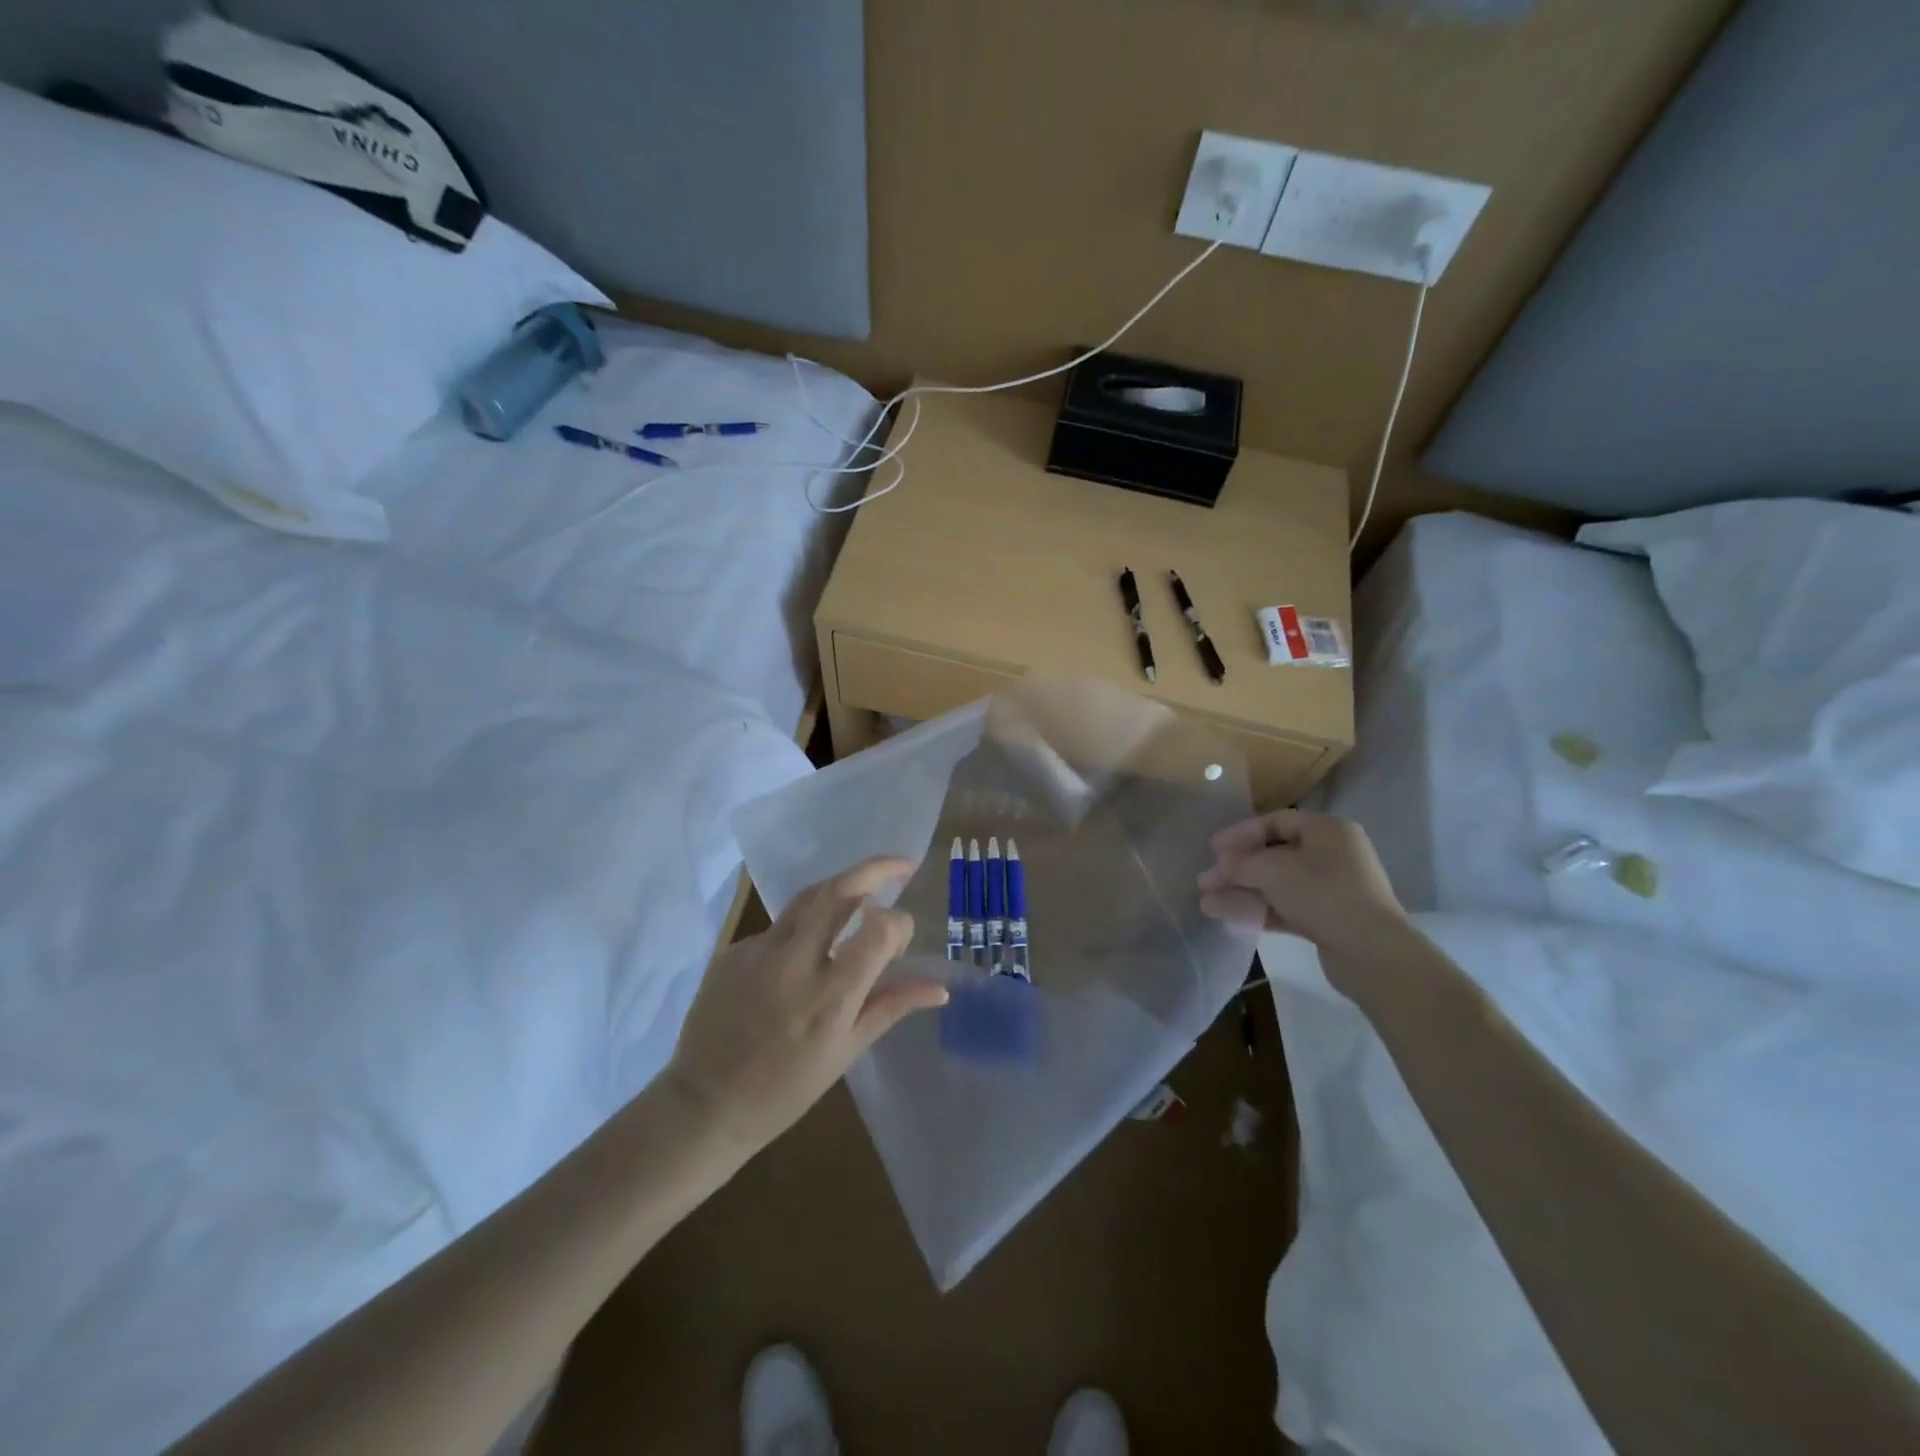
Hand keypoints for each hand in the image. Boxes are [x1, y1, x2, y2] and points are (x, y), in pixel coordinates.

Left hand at [664, 857, 948, 1153]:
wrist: (705, 1104)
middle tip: (901, 865)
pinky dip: (801, 930)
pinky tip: (801, 958)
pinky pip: (778, 928)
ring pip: (808, 897)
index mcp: (830, 997)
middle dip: (876, 869)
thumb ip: (892, 1006)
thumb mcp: (846, 1051)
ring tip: (862, 894)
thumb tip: (940, 988)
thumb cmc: (786, 1089)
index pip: (880, 930)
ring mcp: (758, 952)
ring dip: (841, 888)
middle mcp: (795, 963)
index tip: (901, 937)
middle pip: (840, 890)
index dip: (900, 924)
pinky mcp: (733, 951)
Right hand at [1197, 809, 1406, 949]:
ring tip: (1209, 905)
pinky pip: (1288, 908)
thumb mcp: (1272, 870)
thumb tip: (1220, 867)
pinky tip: (1232, 919)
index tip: (1212, 850)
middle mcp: (1334, 855)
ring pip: (1278, 885)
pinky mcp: (1331, 920)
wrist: (1371, 952)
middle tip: (1206, 881)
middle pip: (1274, 855)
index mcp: (1327, 830)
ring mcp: (1334, 889)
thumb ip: (1240, 864)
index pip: (1275, 822)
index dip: (1240, 834)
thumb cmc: (1322, 894)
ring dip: (1243, 892)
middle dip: (1237, 869)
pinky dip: (1260, 911)